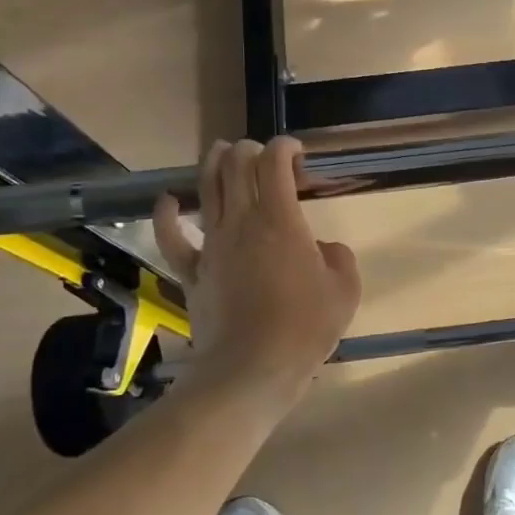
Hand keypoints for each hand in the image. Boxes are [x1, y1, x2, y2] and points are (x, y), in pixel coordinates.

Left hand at [153, 137, 360, 406]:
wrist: (253, 367)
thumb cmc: (306, 326)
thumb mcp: (345, 289)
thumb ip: (338, 257)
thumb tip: (323, 250)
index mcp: (281, 220)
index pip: (275, 163)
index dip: (285, 147)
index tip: (298, 152)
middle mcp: (242, 222)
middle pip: (236, 166)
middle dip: (250, 149)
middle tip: (263, 153)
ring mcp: (212, 245)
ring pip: (206, 189)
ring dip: (214, 163)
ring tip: (220, 150)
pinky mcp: (193, 271)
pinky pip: (173, 237)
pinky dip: (168, 214)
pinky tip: (170, 201)